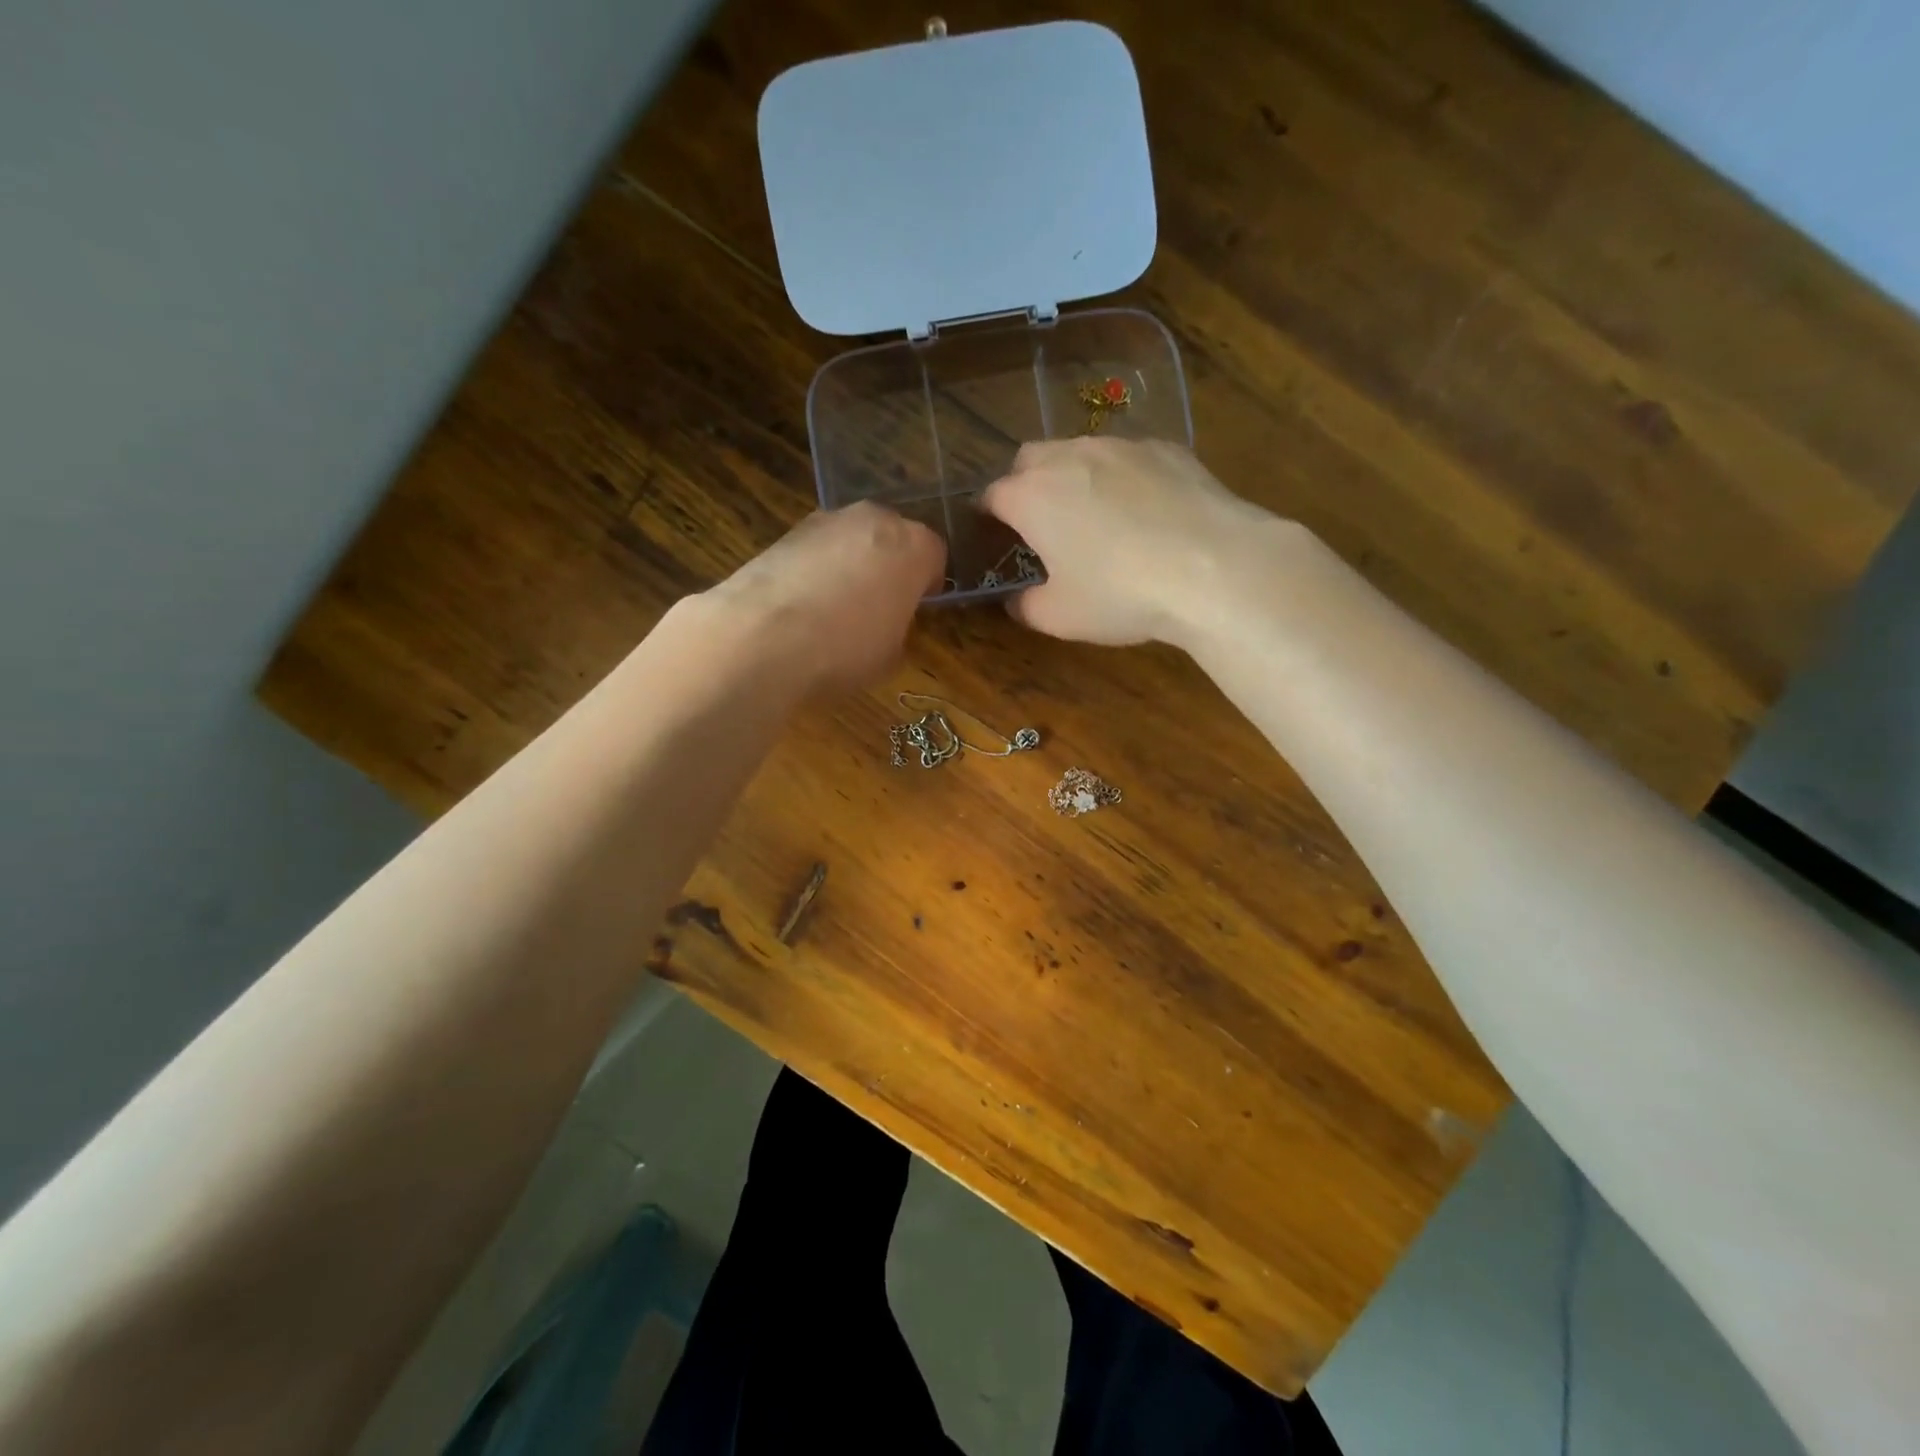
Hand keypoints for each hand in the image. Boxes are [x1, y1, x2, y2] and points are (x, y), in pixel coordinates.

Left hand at [704, 502, 945, 693]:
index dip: (928, 583)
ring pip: (853, 539)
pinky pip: (817, 550)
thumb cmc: (844, 649)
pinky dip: (817, 569)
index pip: (935, 554)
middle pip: (893, 537)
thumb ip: (899, 626)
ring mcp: (827, 520)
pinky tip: (804, 604)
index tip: (918, 607)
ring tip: (836, 608)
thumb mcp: (891, 655)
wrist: (762, 637)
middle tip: (880, 605)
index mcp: (913, 546)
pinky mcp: (786, 531)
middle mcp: (874, 520)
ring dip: (852, 564)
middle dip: (890, 565)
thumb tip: (886, 620)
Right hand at [981, 438, 1277, 647]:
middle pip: (1029, 459)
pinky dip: (1122, 477)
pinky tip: (1145, 511)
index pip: (992, 496)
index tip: (995, 538)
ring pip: (1080, 450)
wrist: (1214, 568)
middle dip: (1025, 485)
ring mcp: (1121, 446)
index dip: (989, 518)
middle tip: (1041, 525)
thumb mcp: (1060, 617)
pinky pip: (1128, 457)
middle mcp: (1069, 457)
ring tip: (1095, 515)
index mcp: (1031, 496)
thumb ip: (1026, 606)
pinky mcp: (1167, 448)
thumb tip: (1017, 600)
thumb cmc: (1121, 594)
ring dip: (1073, 476)